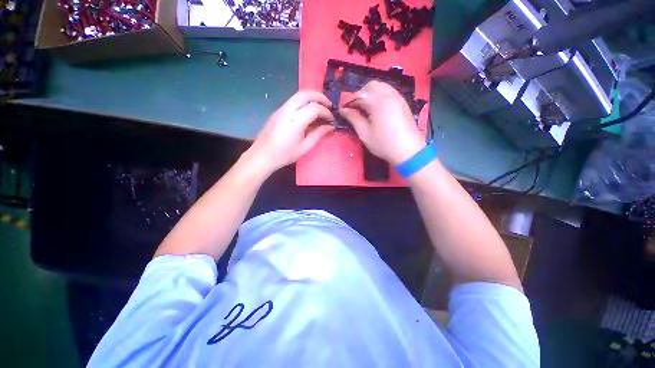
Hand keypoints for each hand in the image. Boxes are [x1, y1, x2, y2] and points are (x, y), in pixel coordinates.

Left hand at [245, 90, 334, 173]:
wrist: (262, 156)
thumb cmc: (284, 155)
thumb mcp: (304, 148)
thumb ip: (318, 135)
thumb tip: (330, 127)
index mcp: (294, 122)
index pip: (314, 108)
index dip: (326, 112)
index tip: (332, 120)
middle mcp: (287, 110)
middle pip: (305, 94)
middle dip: (320, 96)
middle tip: (329, 105)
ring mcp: (281, 109)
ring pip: (298, 95)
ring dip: (312, 98)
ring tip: (321, 108)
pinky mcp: (278, 111)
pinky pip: (293, 101)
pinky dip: (304, 102)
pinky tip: (309, 113)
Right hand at [339, 81, 424, 164]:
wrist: (408, 150)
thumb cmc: (384, 144)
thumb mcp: (365, 133)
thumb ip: (353, 118)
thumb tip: (343, 110)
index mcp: (378, 102)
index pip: (359, 95)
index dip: (348, 101)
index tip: (342, 110)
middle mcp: (388, 94)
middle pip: (370, 86)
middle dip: (360, 94)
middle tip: (355, 108)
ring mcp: (397, 97)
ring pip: (381, 86)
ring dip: (370, 94)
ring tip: (365, 108)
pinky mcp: (402, 102)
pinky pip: (389, 91)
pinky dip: (379, 95)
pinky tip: (376, 108)